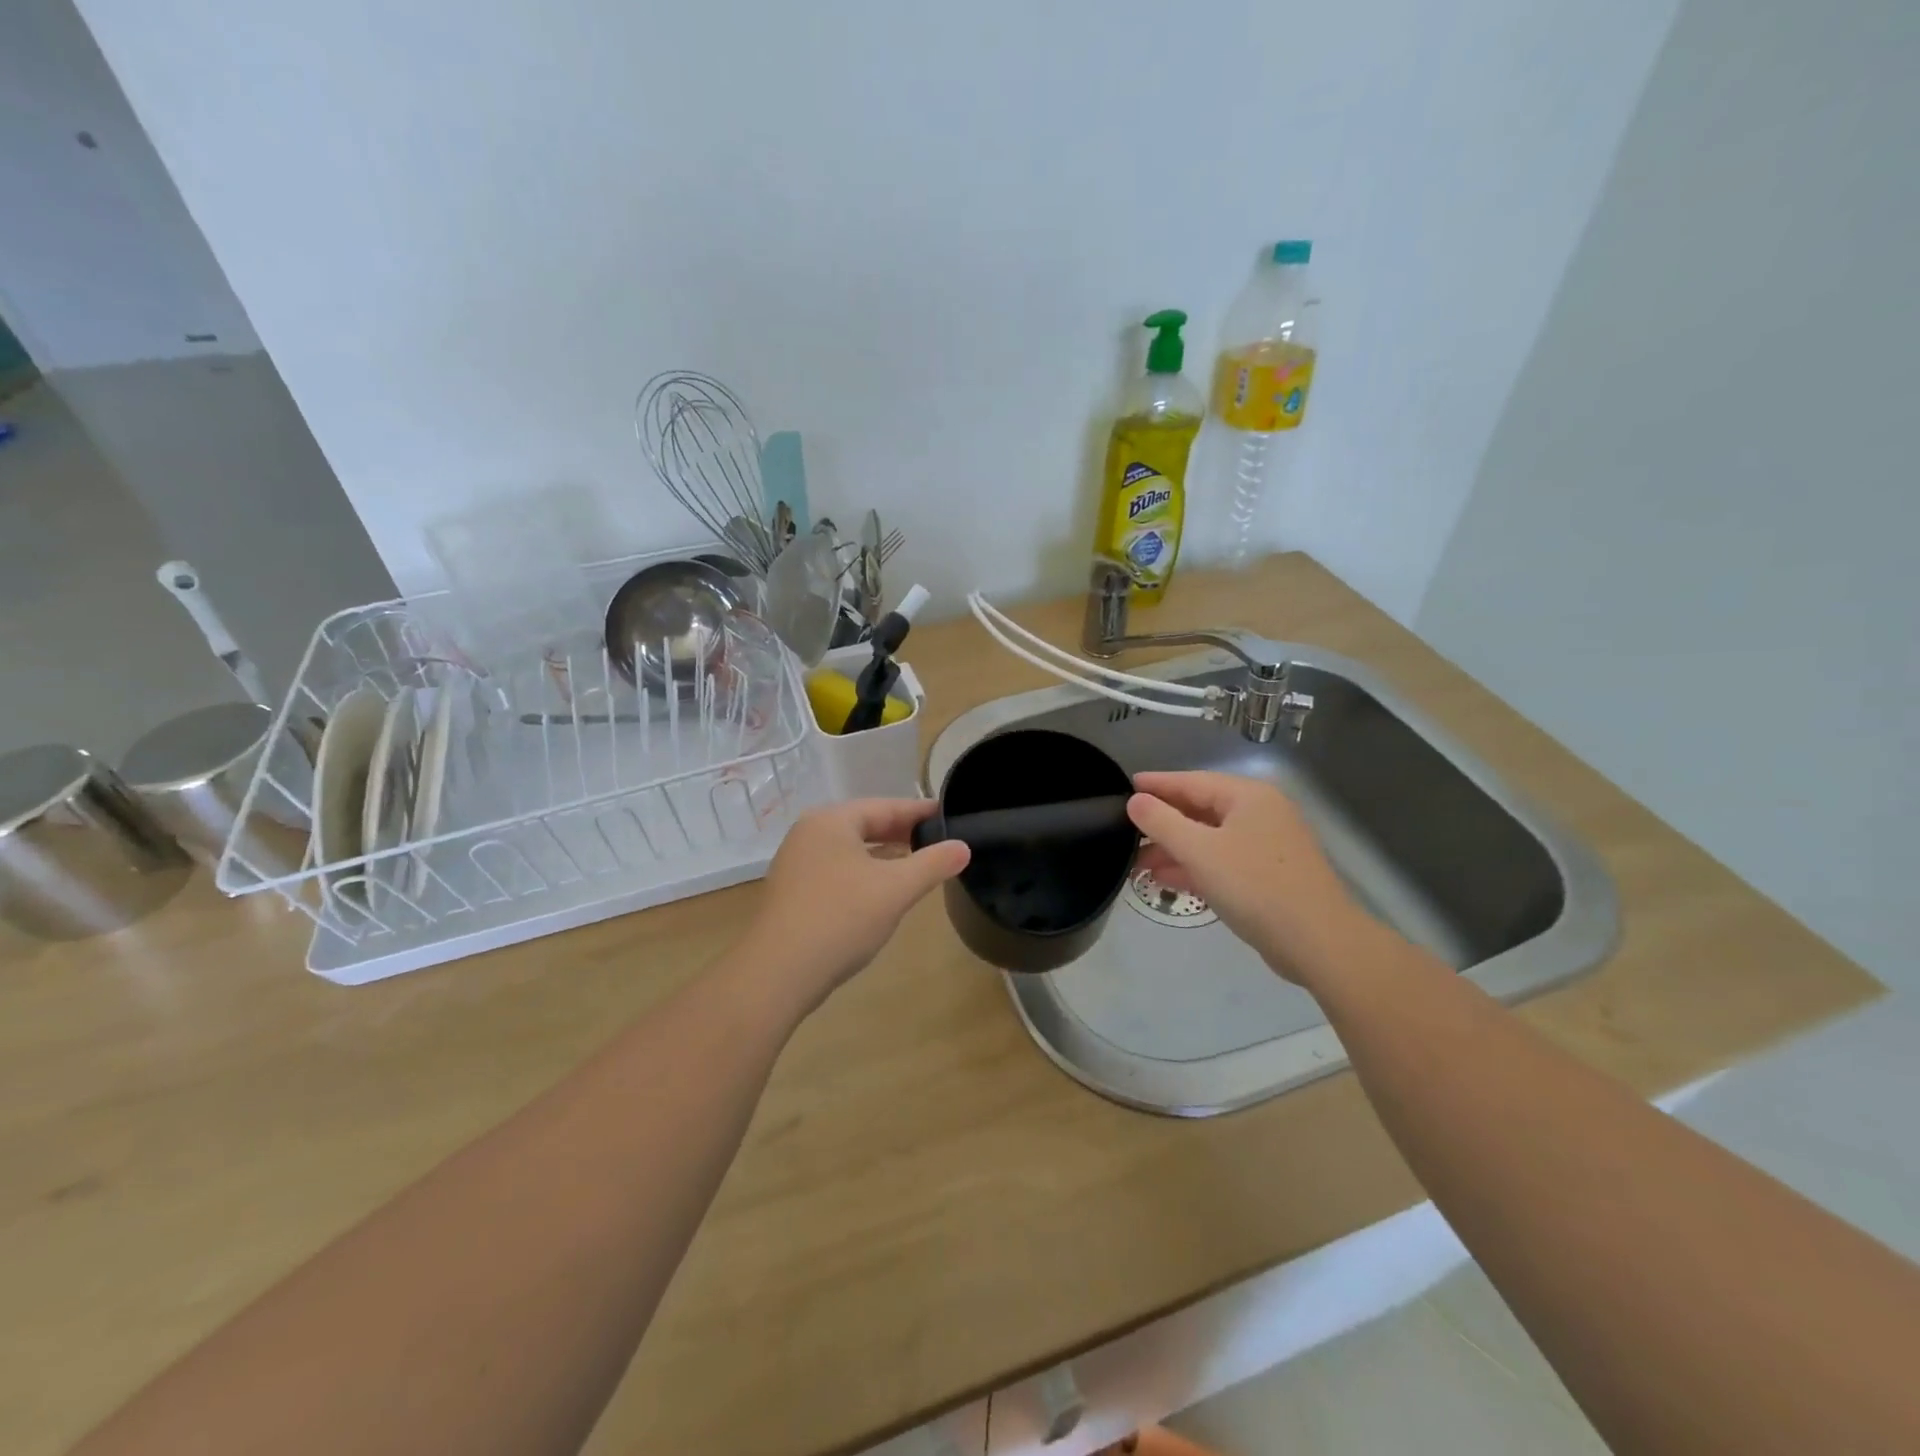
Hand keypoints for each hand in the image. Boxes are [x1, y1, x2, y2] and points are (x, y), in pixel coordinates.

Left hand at [739, 798, 969, 1015]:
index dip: (920, 811)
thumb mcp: (896, 889)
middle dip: (901, 834)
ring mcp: (796, 864)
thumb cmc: (841, 918)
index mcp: (831, 821)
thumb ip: (933, 864)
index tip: (948, 814)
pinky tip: (881, 893)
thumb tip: (963, 846)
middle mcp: (809, 834)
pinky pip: (837, 872)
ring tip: (916, 866)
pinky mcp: (792, 894)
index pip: (885, 807)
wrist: (778, 974)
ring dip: (883, 856)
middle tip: (938, 841)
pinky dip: (863, 875)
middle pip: (865, 826)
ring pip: (851, 851)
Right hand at [1127, 771, 1374, 985]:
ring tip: (1137, 864)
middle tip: (1124, 832)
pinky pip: (1222, 861)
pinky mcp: (1268, 876)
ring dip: (1174, 850)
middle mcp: (1259, 813)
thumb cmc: (1255, 886)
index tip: (1125, 786)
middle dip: (1162, 824)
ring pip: (1209, 839)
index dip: (1157, 785)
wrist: (1318, 942)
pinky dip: (1195, 867)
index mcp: (1247, 796)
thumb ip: (1162, 822)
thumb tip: (1135, 801)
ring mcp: (1266, 846)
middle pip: (1200, 810)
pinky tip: (1166, 880)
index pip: (1192, 781)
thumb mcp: (1199, 851)